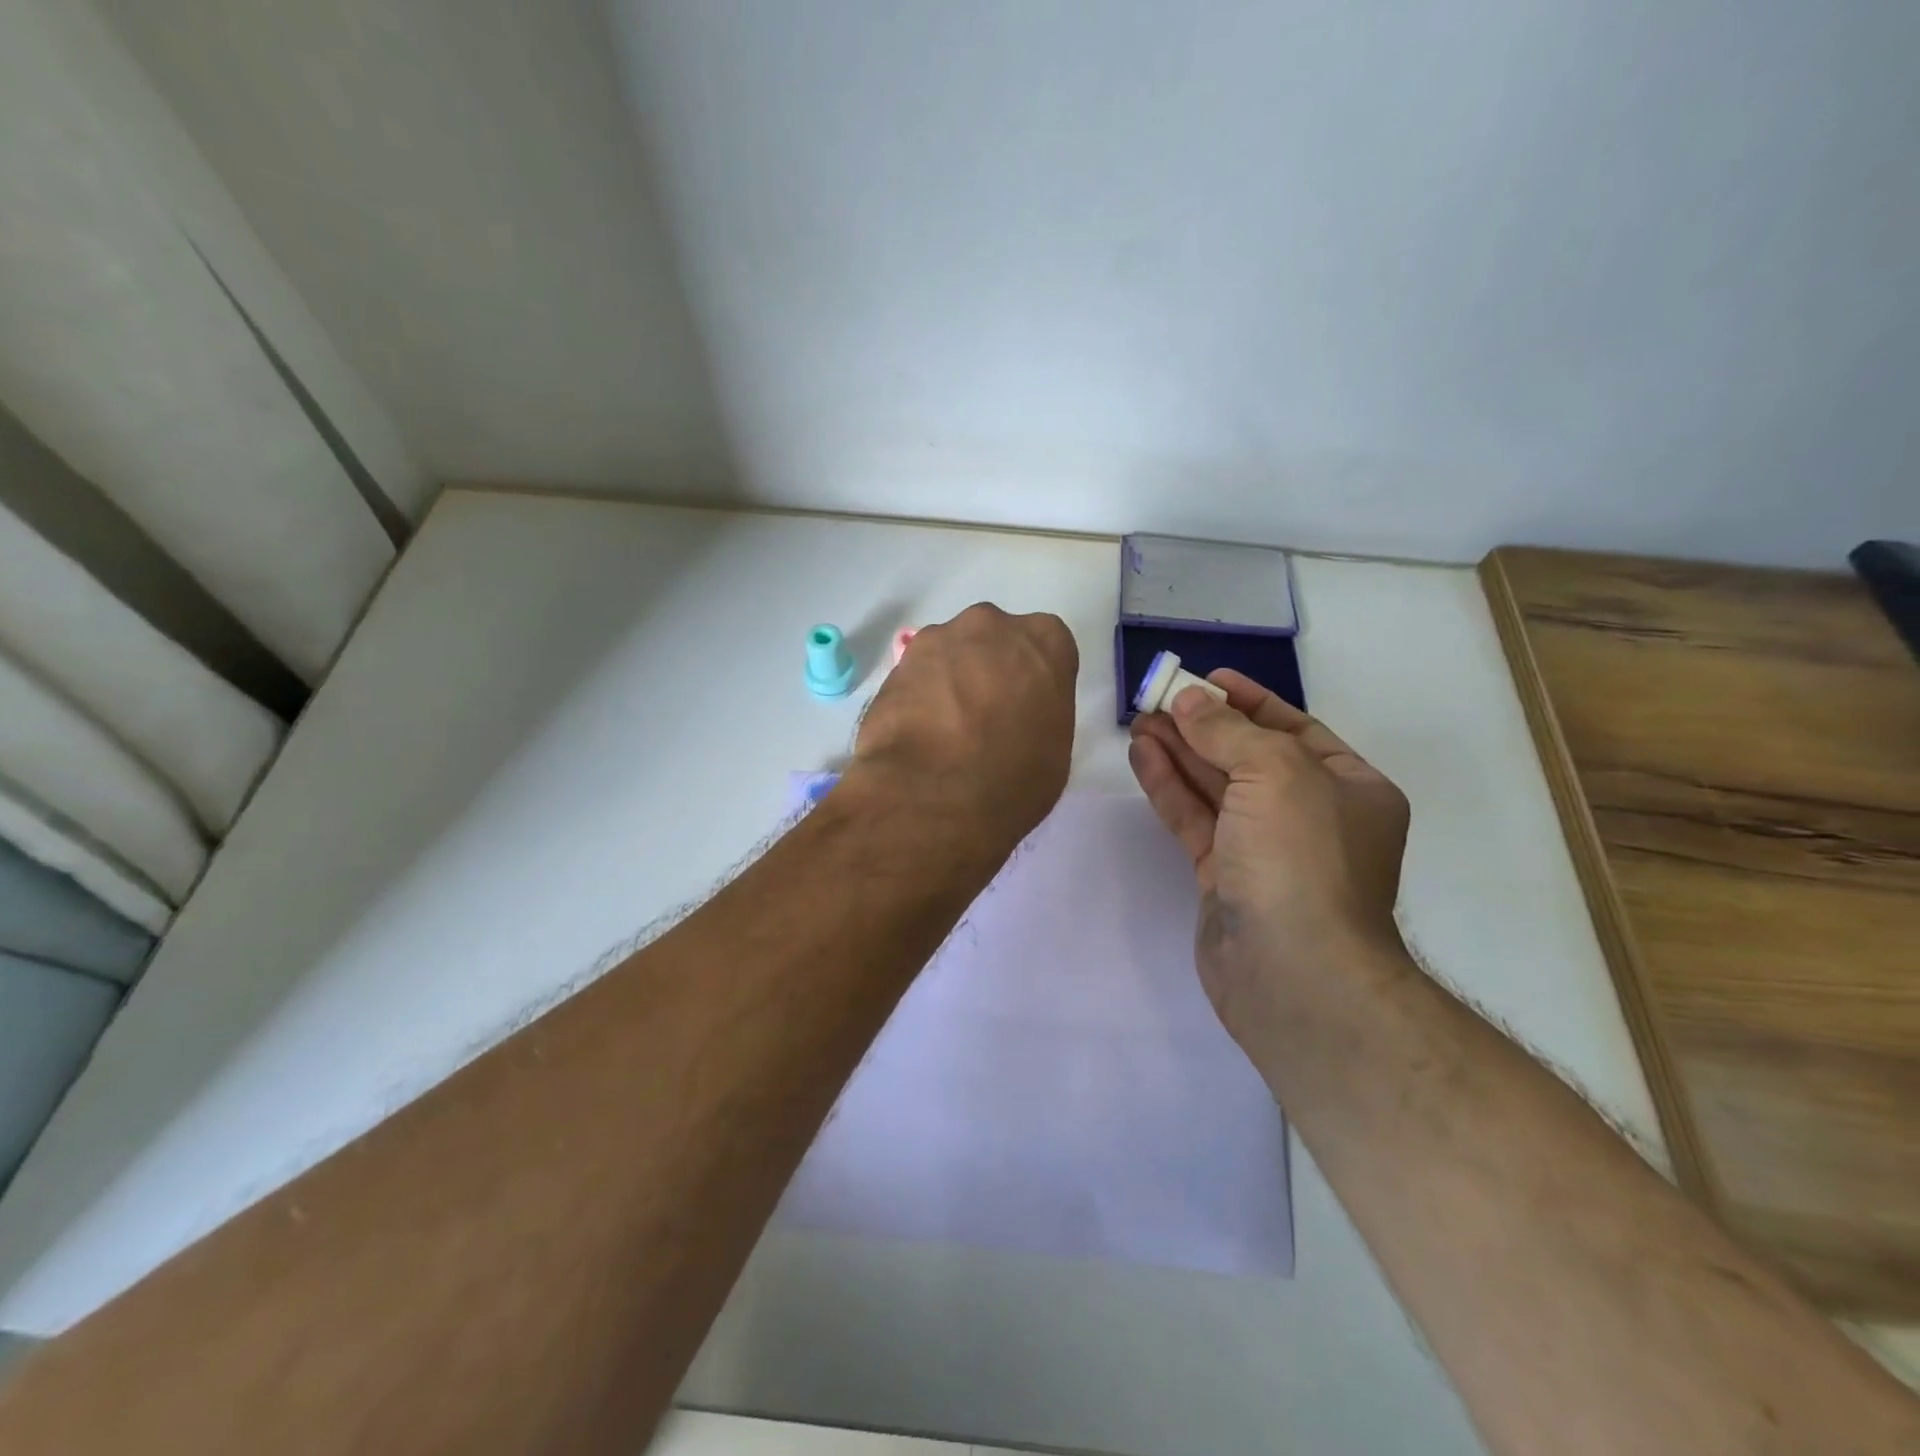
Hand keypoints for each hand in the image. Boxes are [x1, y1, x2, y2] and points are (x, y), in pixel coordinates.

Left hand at [848, 603, 1078, 856]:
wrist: (936, 793)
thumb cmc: (1014, 778)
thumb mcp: (1054, 750)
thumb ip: (1039, 713)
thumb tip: (1016, 718)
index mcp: (1045, 641)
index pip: (1046, 647)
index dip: (1033, 680)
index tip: (1026, 708)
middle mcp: (992, 625)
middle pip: (994, 640)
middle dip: (989, 668)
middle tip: (984, 716)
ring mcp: (939, 638)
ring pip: (950, 653)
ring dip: (950, 680)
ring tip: (944, 729)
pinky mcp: (897, 662)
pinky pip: (917, 675)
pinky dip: (918, 696)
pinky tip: (918, 732)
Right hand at [1127, 670, 1409, 1064]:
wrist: (1294, 972)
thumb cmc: (1302, 858)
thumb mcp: (1275, 772)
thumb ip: (1228, 731)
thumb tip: (1190, 700)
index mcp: (1350, 787)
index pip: (1295, 730)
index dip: (1249, 701)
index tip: (1206, 678)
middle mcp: (1311, 816)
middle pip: (1248, 756)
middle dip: (1203, 725)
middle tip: (1156, 697)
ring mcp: (1265, 849)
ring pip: (1216, 788)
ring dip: (1179, 752)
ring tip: (1138, 720)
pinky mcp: (1224, 878)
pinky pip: (1195, 820)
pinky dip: (1169, 787)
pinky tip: (1142, 756)